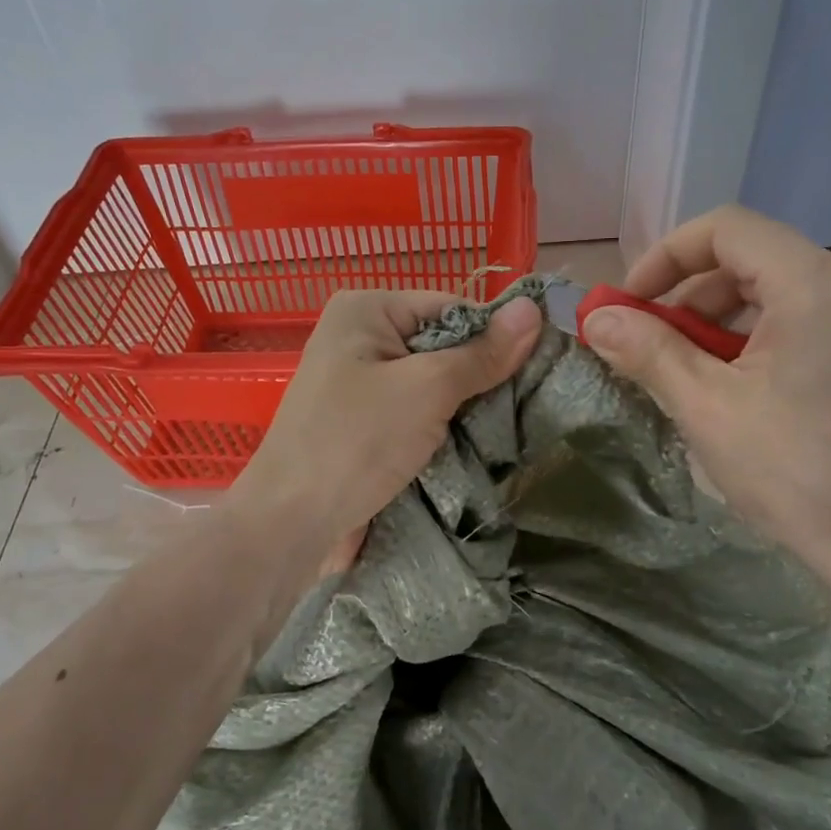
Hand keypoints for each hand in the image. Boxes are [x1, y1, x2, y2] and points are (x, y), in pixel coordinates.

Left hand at [229, 289, 543, 556]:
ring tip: (505, 427)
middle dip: (480, 376)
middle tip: (526, 404)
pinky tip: (472, 445)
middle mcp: (359, 337)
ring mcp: (358, 382)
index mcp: (366, 309)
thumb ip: (482, 353)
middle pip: (443, 345)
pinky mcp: (362, 422)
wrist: (291, 522)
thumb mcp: (427, 389)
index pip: (452, 307)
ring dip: (464, 407)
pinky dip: (441, 427)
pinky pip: (415, 412)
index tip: (540, 367)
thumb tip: (534, 308)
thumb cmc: (356, 442)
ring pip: (432, 383)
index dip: (495, 336)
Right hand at [580, 206, 830, 590]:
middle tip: (659, 345)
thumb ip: (649, 351)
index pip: (728, 229)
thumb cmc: (798, 476)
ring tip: (706, 375)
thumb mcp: (708, 410)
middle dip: (696, 295)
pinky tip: (769, 395)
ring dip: (736, 321)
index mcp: (818, 286)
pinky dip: (783, 341)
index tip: (633, 303)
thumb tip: (596, 317)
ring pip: (796, 295)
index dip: (667, 256)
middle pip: (761, 261)